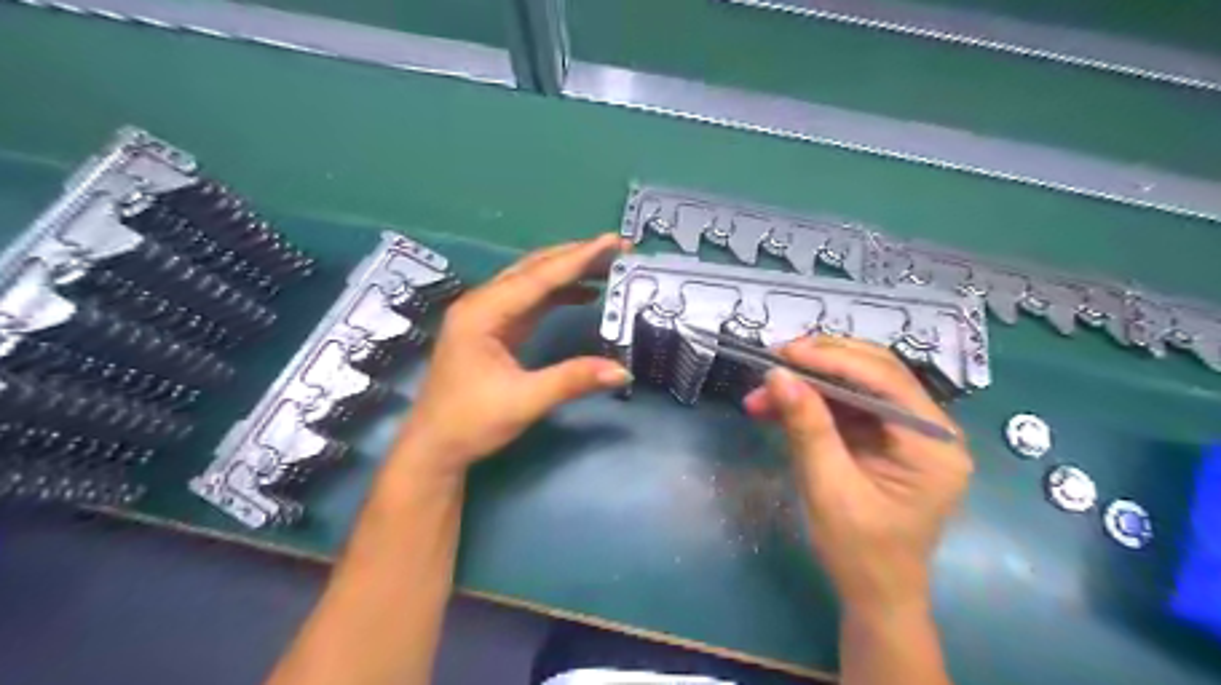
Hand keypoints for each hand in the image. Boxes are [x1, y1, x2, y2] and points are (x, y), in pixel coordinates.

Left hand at [396, 236, 634, 476]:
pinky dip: (559, 294)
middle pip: (534, 268)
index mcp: (482, 312)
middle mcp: (482, 303)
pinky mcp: (495, 328)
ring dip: (568, 272)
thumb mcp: (524, 402)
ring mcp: (487, 314)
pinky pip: (531, 300)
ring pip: (533, 281)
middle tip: (618, 248)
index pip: (538, 277)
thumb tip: (622, 371)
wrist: (434, 447)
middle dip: (576, 256)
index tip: (614, 242)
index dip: (579, 259)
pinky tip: (584, 294)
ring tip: (607, 266)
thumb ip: (572, 381)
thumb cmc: (470, 422)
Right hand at [743, 341, 973, 612]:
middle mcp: (930, 430)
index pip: (886, 381)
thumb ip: (807, 427)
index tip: (784, 352)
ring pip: (856, 385)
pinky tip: (776, 407)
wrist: (875, 595)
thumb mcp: (828, 488)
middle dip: (819, 364)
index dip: (832, 359)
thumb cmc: (859, 552)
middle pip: (875, 373)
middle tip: (772, 361)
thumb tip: (778, 374)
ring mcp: (908, 432)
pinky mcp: (886, 438)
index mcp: (932, 445)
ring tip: (761, 393)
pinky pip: (847, 406)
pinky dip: (811, 403)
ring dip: (808, 384)